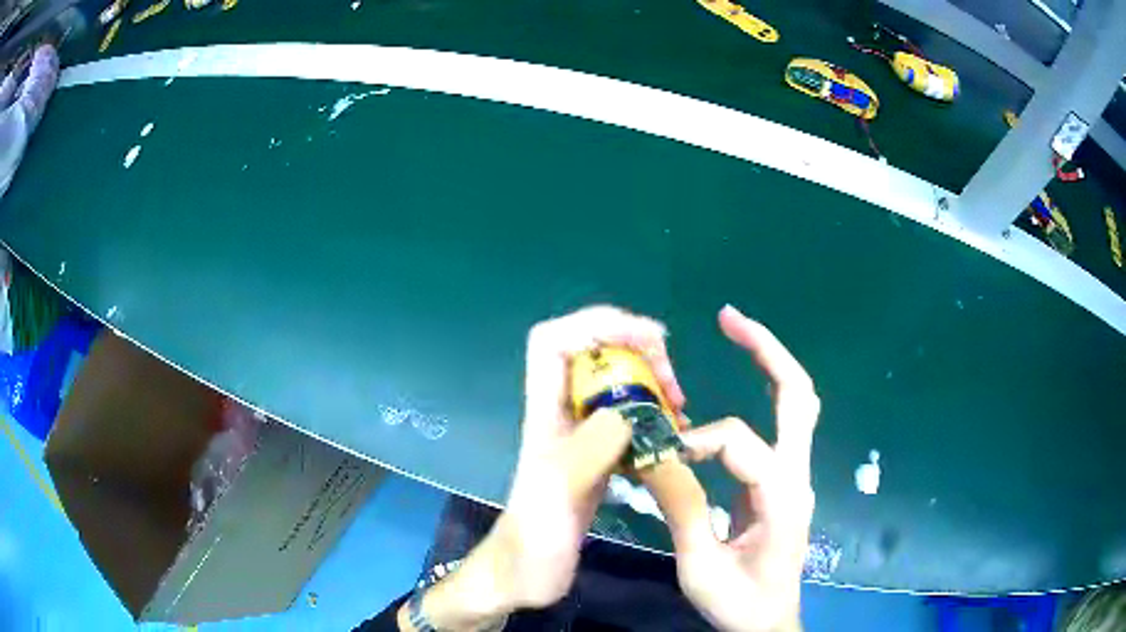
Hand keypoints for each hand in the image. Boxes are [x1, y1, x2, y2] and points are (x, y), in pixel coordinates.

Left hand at [497, 305, 685, 606]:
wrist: (523, 578)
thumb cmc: (531, 543)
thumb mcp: (557, 495)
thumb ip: (588, 450)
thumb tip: (628, 412)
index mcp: (543, 414)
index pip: (553, 341)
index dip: (598, 324)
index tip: (650, 340)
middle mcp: (561, 417)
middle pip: (592, 354)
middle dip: (637, 352)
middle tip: (674, 385)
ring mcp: (579, 438)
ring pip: (614, 384)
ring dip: (649, 382)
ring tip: (680, 407)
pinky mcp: (596, 460)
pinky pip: (628, 419)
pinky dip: (654, 415)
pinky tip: (674, 435)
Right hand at [654, 305, 818, 631]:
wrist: (769, 623)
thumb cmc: (738, 603)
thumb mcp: (701, 569)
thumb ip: (681, 512)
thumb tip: (655, 458)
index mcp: (782, 499)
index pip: (740, 444)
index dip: (696, 445)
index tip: (661, 462)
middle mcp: (798, 476)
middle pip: (800, 396)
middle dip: (768, 349)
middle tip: (730, 317)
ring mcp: (796, 475)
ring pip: (798, 403)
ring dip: (770, 361)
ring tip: (735, 330)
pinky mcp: (784, 480)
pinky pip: (781, 424)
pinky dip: (763, 391)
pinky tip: (741, 377)